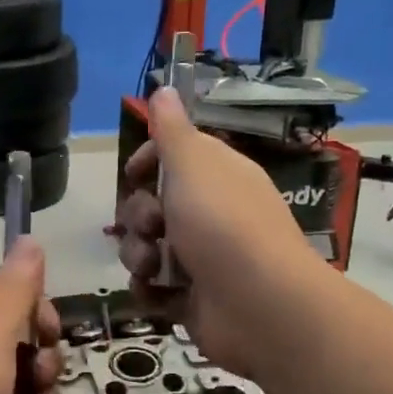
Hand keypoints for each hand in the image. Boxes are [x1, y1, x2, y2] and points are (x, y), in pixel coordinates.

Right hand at [115, 87, 315, 376]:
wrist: (259, 305)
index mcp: (216, 177)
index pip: (173, 159)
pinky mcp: (190, 298)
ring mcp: (200, 258)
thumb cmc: (223, 224)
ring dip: (139, 256)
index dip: (148, 162)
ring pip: (145, 247)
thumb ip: (172, 130)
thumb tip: (165, 87)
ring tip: (156, 268)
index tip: (133, 173)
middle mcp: (209, 214)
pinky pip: (152, 287)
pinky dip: (150, 291)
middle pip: (150, 205)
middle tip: (154, 226)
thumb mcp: (194, 164)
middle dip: (139, 217)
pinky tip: (160, 294)